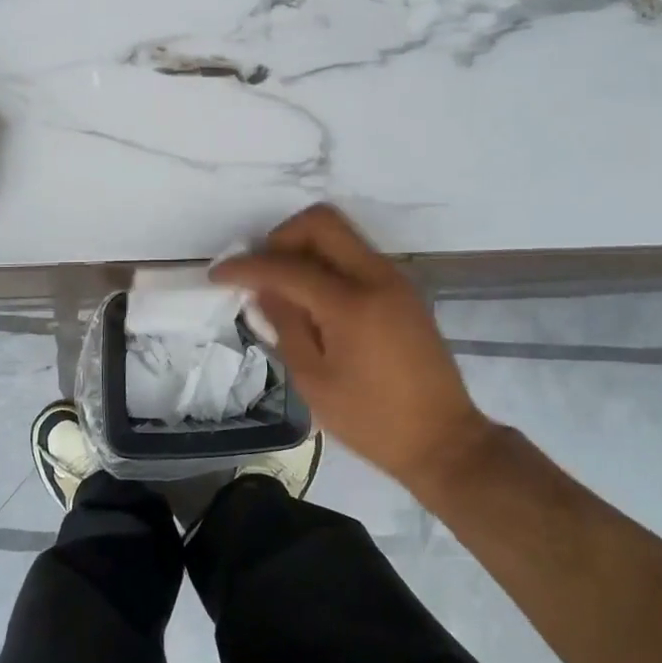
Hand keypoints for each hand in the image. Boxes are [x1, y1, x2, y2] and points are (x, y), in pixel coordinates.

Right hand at [213, 204, 491, 496]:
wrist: (444, 441)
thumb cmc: (372, 421)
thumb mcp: (314, 381)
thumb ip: (285, 326)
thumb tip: (263, 289)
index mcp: (352, 304)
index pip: (287, 266)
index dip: (246, 266)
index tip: (218, 275)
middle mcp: (377, 277)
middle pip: (322, 222)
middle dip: (282, 238)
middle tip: (263, 273)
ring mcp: (396, 280)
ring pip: (341, 235)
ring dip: (306, 249)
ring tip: (285, 291)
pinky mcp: (404, 291)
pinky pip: (356, 257)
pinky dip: (328, 264)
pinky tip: (315, 302)